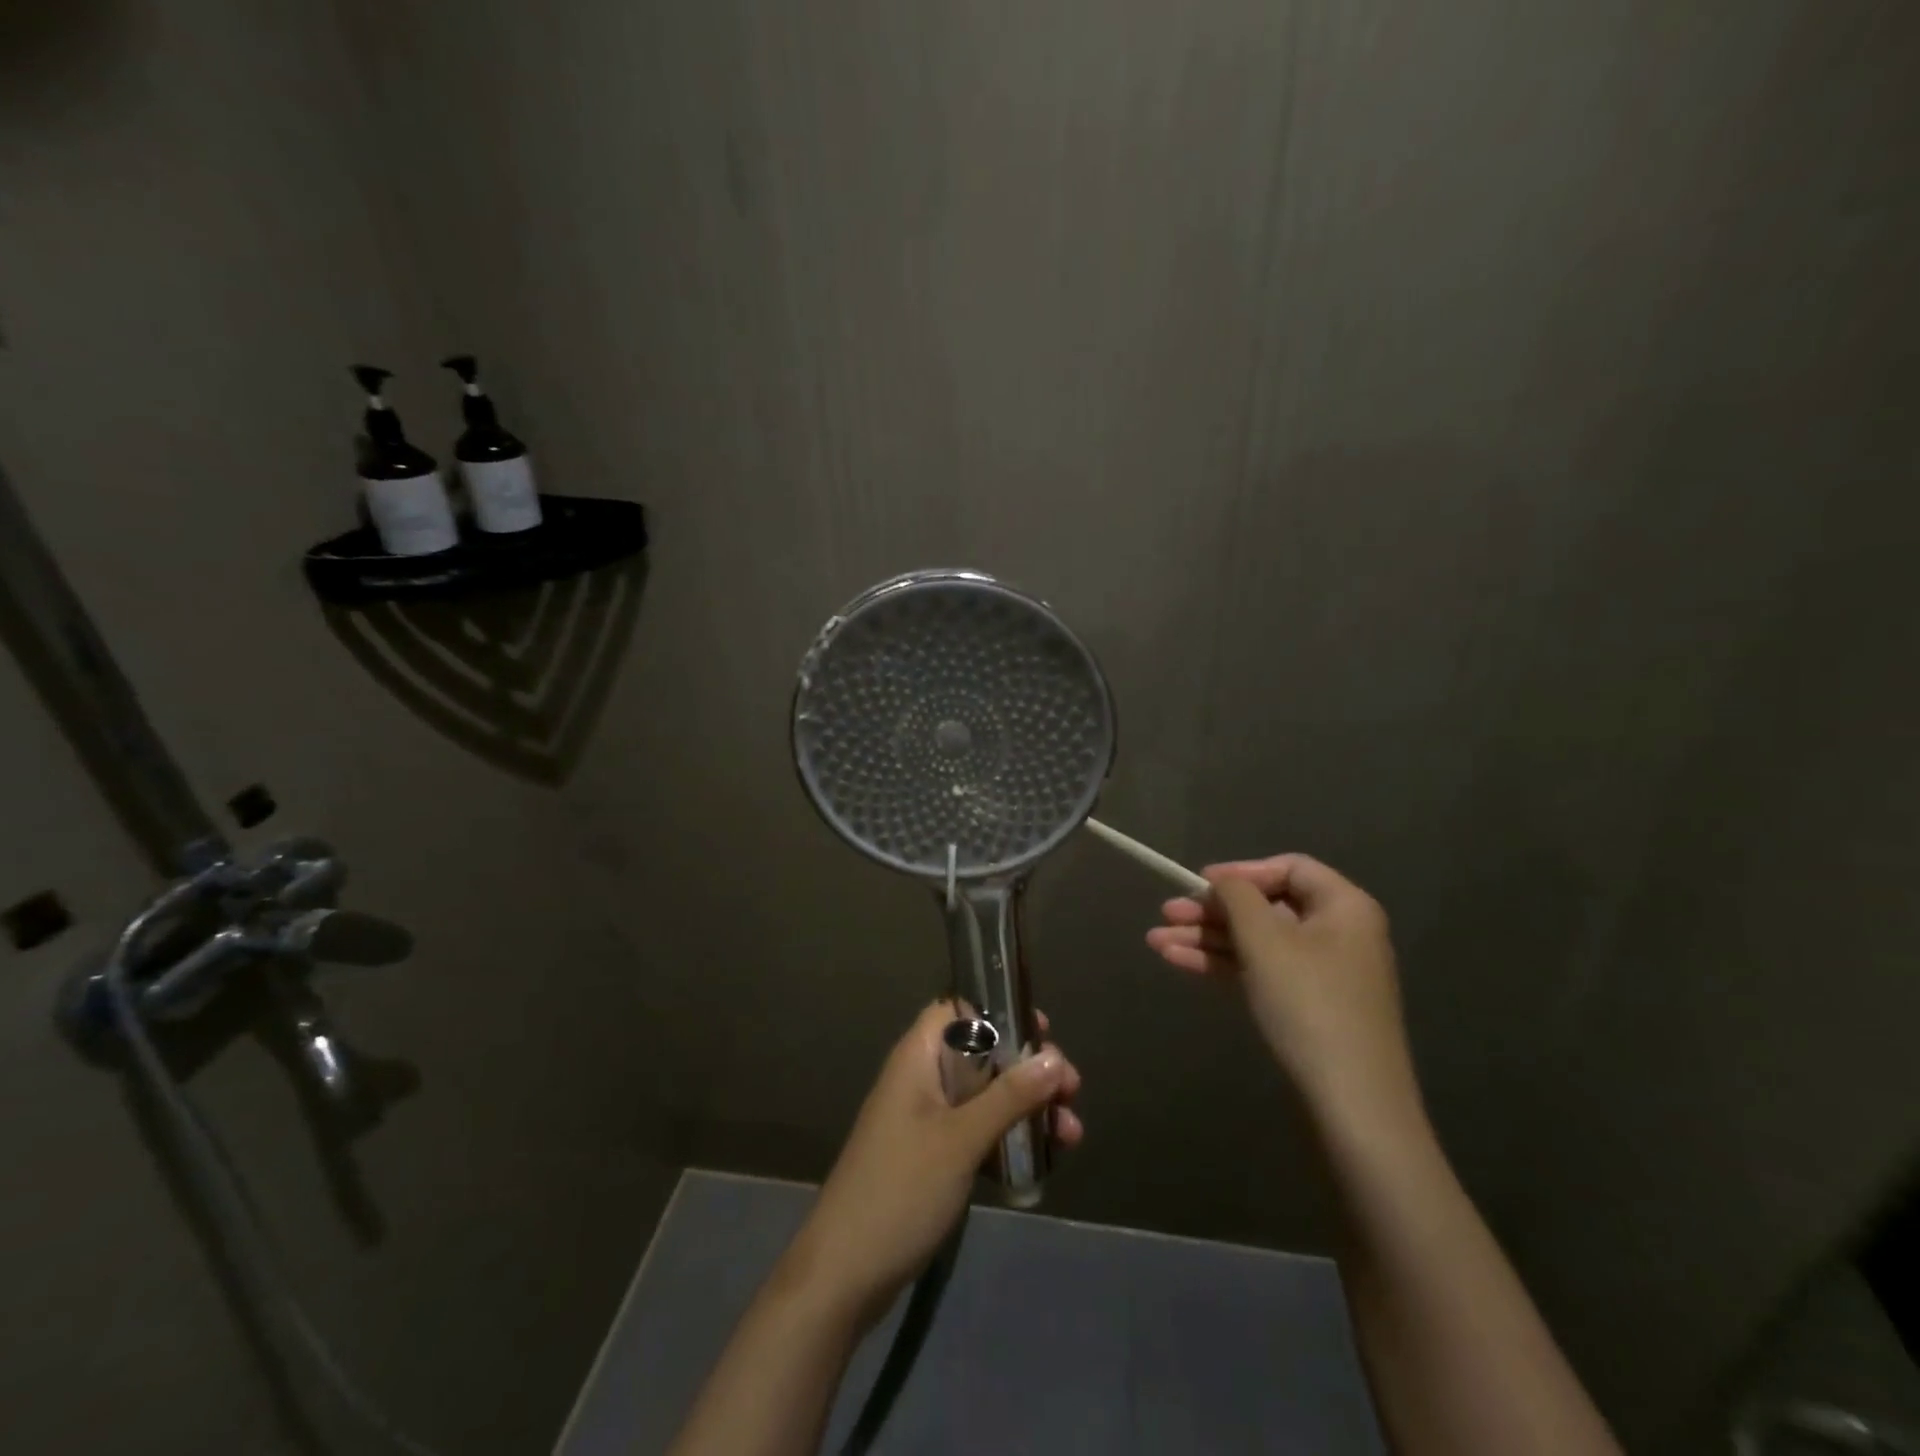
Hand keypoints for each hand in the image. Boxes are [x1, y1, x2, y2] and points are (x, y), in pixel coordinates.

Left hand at [781, 1002, 1081, 1325]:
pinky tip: (1046, 1160)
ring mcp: (927, 1119)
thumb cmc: (901, 1189)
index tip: (1042, 1031)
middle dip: (1028, 1068)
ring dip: (1028, 1108)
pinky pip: (979, 1132)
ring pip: (986, 1096)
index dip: (999, 1010)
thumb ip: (1009, 1097)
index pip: (958, 1009)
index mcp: (918, 1057)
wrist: (844, 1274)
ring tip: (1072, 1134)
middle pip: (982, 1054)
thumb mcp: (960, 1140)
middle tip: (1071, 1090)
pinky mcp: (933, 1156)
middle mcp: (922, 1078)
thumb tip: (1055, 1058)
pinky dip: (1010, 1139)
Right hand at [1146, 854, 1419, 1132]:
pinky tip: (1178, 962)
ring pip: (1256, 942)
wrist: (1352, 1103)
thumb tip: (1222, 881)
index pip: (1288, 868)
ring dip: (1206, 939)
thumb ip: (1237, 898)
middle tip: (1165, 913)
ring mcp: (1322, 972)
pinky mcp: (1306, 1005)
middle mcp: (1337, 933)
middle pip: (1265, 907)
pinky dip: (1221, 964)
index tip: (1199, 883)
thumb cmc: (1309, 1004)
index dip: (1241, 871)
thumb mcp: (1265, 940)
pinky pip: (1259, 970)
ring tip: (1155, 941)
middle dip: (1211, 911)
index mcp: (1344, 907)